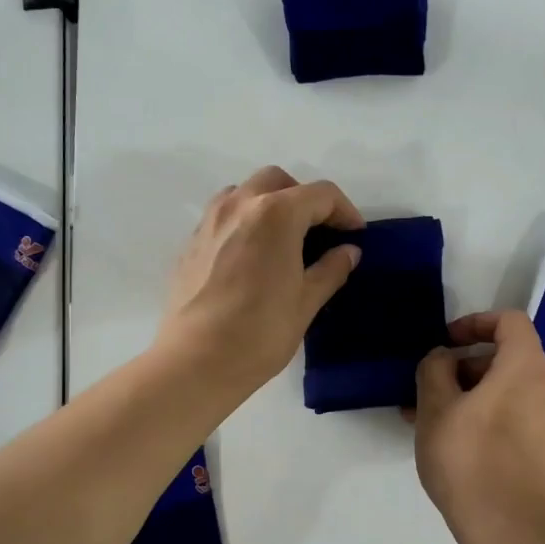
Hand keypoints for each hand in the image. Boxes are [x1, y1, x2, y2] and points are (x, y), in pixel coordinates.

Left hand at [155, 166, 364, 400]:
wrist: (196, 361)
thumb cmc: (260, 332)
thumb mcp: (306, 302)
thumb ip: (330, 269)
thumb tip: (348, 252)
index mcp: (275, 214)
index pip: (320, 195)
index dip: (344, 211)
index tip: (354, 235)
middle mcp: (239, 206)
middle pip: (278, 182)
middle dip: (304, 199)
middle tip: (318, 232)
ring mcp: (209, 222)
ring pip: (244, 192)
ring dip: (269, 204)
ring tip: (282, 240)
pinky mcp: (190, 243)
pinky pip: (222, 216)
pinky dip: (243, 222)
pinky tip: (251, 257)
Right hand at [411, 311, 544, 543]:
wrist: (511, 532)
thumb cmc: (469, 460)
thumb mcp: (436, 408)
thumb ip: (434, 369)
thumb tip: (443, 358)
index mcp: (527, 368)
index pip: (510, 322)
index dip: (475, 323)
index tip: (445, 343)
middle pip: (506, 359)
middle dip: (463, 367)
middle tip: (426, 389)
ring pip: (506, 392)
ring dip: (468, 396)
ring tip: (427, 421)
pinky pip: (513, 418)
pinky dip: (484, 418)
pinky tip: (451, 444)